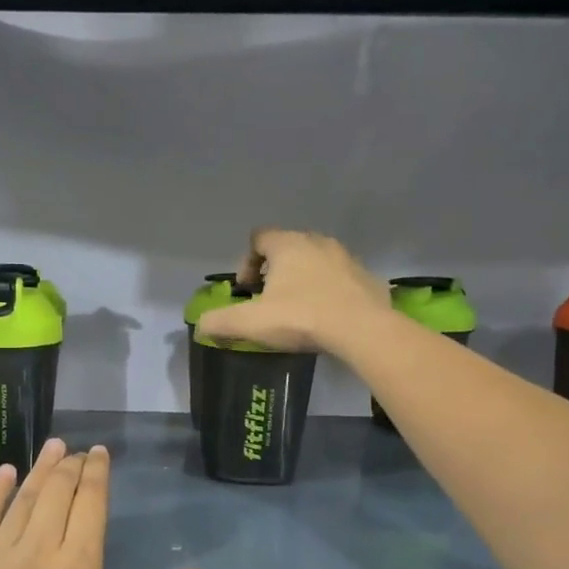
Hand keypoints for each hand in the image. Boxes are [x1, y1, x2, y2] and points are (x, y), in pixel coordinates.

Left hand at [0, 439, 208, 568]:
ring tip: (53, 447)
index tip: (99, 454)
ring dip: (40, 468)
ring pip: (23, 497)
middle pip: (57, 491)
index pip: (90, 502)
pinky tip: (7, 472)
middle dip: (71, 466)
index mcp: (79, 567)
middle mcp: (39, 550)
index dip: (96, 473)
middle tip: (78, 452)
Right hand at [194, 228, 390, 354]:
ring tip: (297, 309)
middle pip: (287, 248)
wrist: (362, 330)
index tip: (247, 290)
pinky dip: (328, 292)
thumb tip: (200, 325)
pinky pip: (339, 279)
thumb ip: (220, 322)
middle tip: (269, 300)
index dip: (247, 262)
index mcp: (287, 244)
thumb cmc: (301, 317)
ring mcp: (346, 257)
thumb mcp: (251, 322)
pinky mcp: (367, 277)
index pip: (258, 238)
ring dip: (302, 280)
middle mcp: (317, 241)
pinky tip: (325, 317)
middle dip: (274, 271)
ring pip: (315, 262)